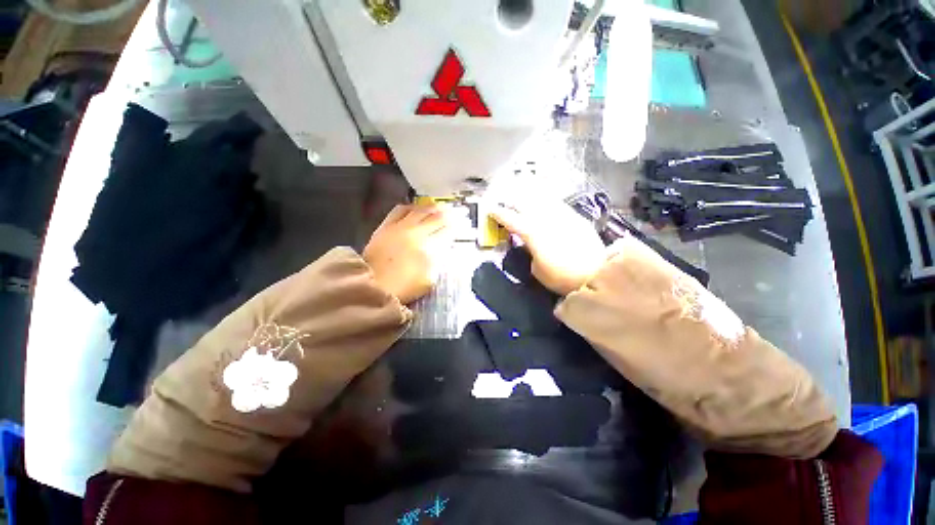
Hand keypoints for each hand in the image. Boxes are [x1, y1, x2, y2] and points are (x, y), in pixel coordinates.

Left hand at [363, 203, 448, 303]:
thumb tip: (444, 249)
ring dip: (433, 208)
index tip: (463, 223)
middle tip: (457, 211)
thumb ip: (439, 262)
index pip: (448, 232)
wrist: (372, 284)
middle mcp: (417, 233)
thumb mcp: (429, 279)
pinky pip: (400, 210)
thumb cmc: (404, 287)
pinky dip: (411, 207)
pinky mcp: (387, 226)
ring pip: (421, 210)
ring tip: (440, 207)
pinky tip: (415, 208)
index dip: (457, 226)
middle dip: (450, 214)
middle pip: (437, 218)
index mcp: (429, 248)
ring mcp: (401, 227)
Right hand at [491, 199, 606, 294]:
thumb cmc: (561, 278)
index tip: (490, 209)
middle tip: (503, 199)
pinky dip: (546, 200)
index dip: (498, 213)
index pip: (511, 219)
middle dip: (511, 199)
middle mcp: (545, 219)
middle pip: (524, 203)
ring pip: (540, 199)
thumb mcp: (537, 270)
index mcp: (532, 233)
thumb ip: (530, 253)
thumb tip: (529, 246)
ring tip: (520, 192)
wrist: (596, 274)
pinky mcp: (575, 217)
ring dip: (527, 195)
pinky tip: (543, 200)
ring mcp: (561, 215)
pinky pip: (556, 203)